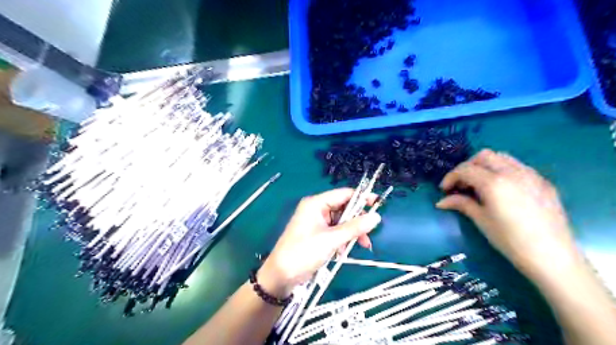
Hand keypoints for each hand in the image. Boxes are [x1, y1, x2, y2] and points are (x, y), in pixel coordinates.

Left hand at [258, 187, 383, 297]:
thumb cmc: (303, 252)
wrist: (281, 275)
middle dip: (357, 221)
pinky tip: (344, 252)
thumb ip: (354, 227)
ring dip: (351, 233)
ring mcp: (317, 222)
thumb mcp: (331, 240)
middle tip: (370, 233)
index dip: (362, 198)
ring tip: (361, 246)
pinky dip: (343, 240)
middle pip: (344, 209)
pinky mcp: (318, 235)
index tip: (379, 204)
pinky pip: (336, 232)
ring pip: (342, 222)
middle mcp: (317, 209)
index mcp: (316, 203)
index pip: (344, 194)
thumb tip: (376, 217)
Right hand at [434, 150, 580, 278]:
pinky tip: (502, 188)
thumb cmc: (510, 240)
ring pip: (502, 157)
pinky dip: (503, 170)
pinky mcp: (543, 181)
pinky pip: (518, 166)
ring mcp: (530, 174)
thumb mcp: (481, 220)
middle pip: (483, 156)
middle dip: (468, 166)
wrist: (552, 256)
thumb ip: (461, 204)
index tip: (444, 190)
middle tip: (462, 184)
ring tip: (480, 183)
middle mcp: (512, 172)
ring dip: (486, 165)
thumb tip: (441, 201)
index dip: (451, 177)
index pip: (465, 169)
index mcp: (494, 182)